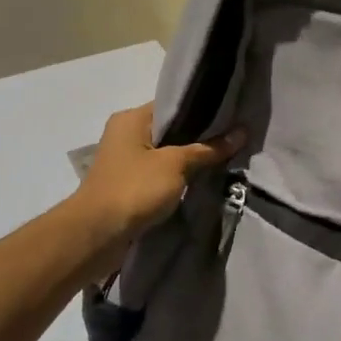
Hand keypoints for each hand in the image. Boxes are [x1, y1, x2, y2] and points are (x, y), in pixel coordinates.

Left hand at [74, 103, 243, 263]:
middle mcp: (126, 135)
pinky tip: (205, 181)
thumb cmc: (134, 189)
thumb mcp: (176, 165)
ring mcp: (126, 162)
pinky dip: (180, 178)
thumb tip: (242, 133)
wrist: (98, 235)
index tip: (232, 116)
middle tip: (235, 139)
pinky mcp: (130, 186)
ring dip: (191, 160)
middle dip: (201, 137)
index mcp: (131, 118)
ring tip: (226, 159)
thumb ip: (208, 149)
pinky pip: (162, 175)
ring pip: (168, 154)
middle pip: (172, 130)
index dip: (203, 109)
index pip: (173, 105)